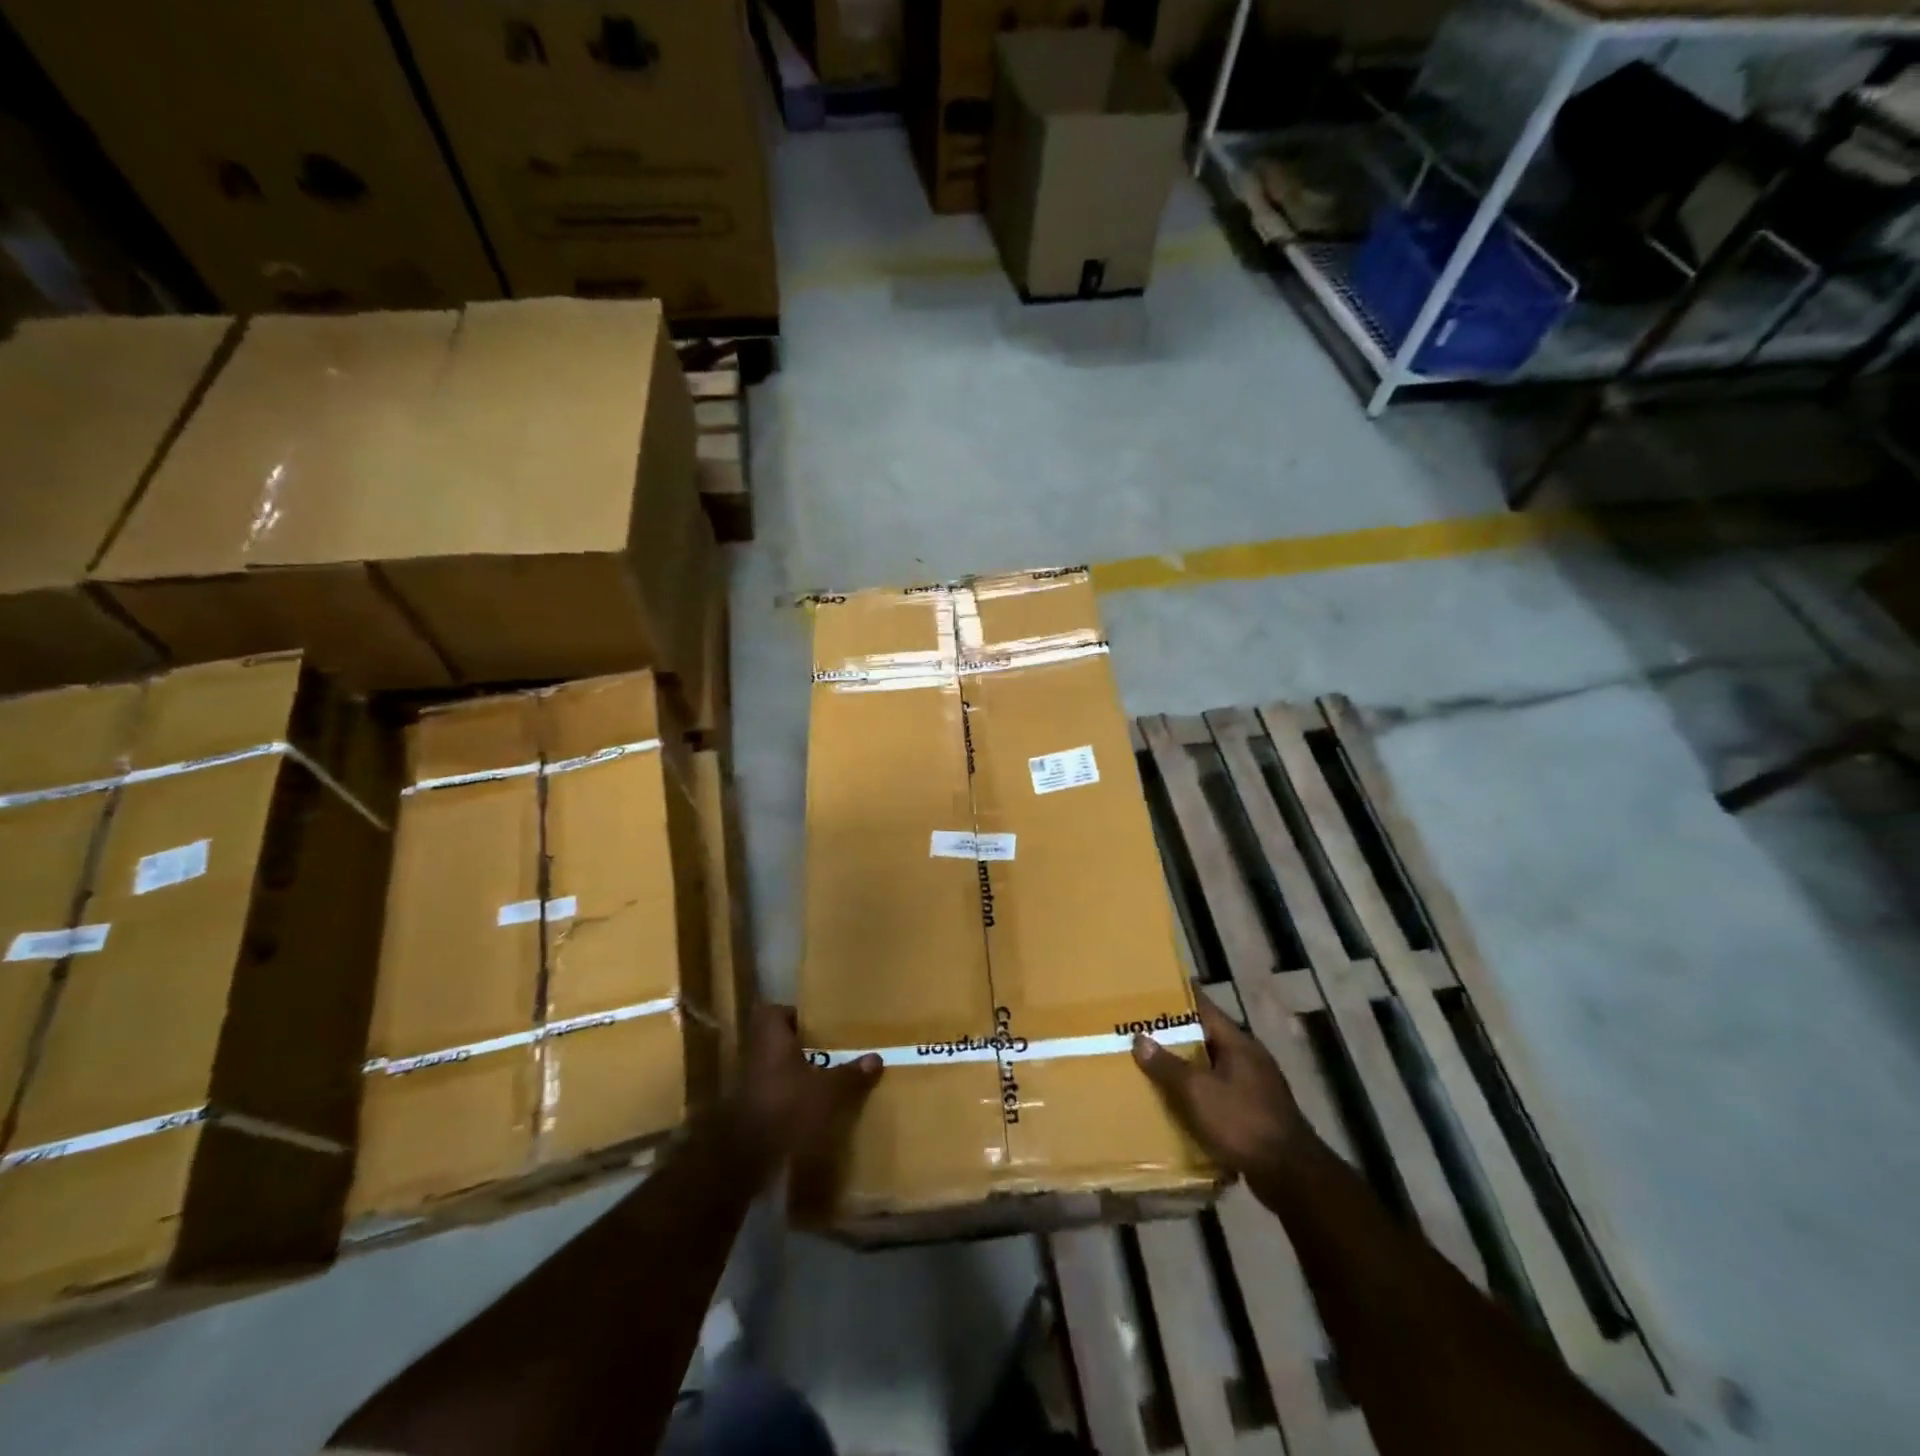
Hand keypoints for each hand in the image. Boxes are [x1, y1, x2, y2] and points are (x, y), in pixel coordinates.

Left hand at [736, 1004, 880, 1215]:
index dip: (792, 1014)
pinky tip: (808, 1109)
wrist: (746, 1158)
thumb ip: (850, 1074)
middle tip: (826, 1050)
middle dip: (798, 1046)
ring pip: (773, 1068)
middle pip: (775, 1041)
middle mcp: (756, 1056)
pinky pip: (771, 1093)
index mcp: (772, 1040)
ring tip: (822, 1080)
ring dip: (793, 1073)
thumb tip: (876, 1058)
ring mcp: (749, 1085)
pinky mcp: (749, 1111)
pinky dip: (787, 1097)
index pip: (774, 1012)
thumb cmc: (788, 1107)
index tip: (815, 1024)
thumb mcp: (827, 1091)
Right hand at [1133, 996, 1304, 1178]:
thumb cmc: (1242, 1122)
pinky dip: (1201, 1094)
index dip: (1179, 998)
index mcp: (1238, 1043)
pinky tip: (1181, 1105)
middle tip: (1143, 1031)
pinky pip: (1221, 1094)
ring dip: (1188, 1067)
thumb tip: (1140, 1039)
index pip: (1204, 1008)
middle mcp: (1250, 1059)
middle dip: (1177, 1036)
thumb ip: (1167, 1065)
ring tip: (1154, 1067)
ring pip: (1213, 1068)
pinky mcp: (1257, 1114)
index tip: (1153, 989)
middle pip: (1207, 1038)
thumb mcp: (1197, 1092)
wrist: (1291, 1176)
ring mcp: (1257, 1087)